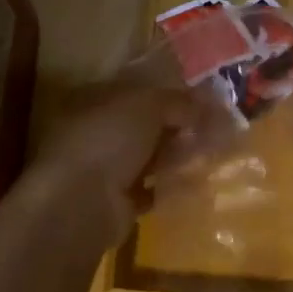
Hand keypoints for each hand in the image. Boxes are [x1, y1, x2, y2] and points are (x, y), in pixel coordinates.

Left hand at [27, 82, 230, 246]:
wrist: (81, 202)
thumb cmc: (108, 138)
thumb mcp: (148, 105)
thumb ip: (178, 101)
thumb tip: (207, 104)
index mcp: (95, 98)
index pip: (136, 89)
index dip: (168, 92)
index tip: (200, 98)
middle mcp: (97, 130)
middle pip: (143, 124)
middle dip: (175, 125)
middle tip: (211, 126)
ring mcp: (104, 168)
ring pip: (147, 156)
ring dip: (174, 155)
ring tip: (209, 152)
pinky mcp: (116, 202)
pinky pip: (149, 189)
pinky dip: (168, 187)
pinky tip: (193, 182)